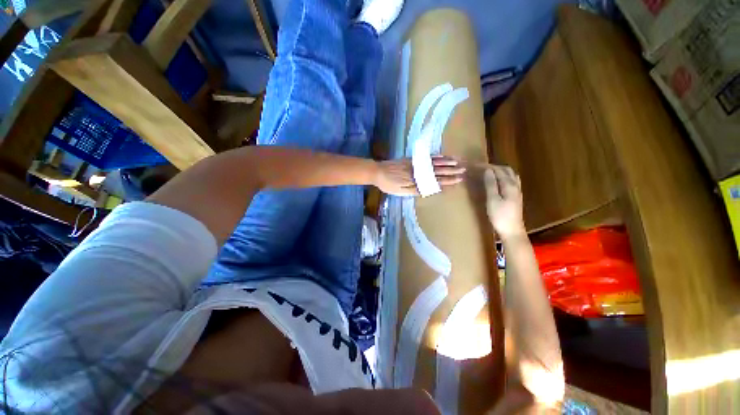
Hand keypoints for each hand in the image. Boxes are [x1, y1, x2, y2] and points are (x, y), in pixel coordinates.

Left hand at [374, 156, 464, 195]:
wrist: (377, 171)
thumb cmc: (388, 184)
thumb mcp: (400, 191)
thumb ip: (415, 190)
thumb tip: (430, 189)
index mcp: (416, 180)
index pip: (435, 180)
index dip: (447, 180)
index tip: (458, 179)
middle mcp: (417, 170)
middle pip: (436, 170)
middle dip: (450, 170)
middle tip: (463, 170)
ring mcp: (415, 163)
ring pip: (433, 162)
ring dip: (445, 162)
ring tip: (457, 161)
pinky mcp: (411, 159)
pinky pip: (425, 157)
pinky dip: (435, 157)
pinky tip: (441, 156)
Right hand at [484, 165, 524, 239]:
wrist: (512, 231)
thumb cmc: (500, 216)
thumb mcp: (492, 200)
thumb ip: (491, 184)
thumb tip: (488, 171)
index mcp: (509, 185)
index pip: (499, 170)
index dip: (488, 167)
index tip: (477, 165)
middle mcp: (515, 186)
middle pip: (507, 171)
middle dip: (495, 167)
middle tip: (483, 167)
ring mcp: (517, 192)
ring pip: (511, 176)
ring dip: (501, 171)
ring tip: (490, 172)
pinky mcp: (516, 197)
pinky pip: (511, 181)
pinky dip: (504, 177)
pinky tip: (499, 182)